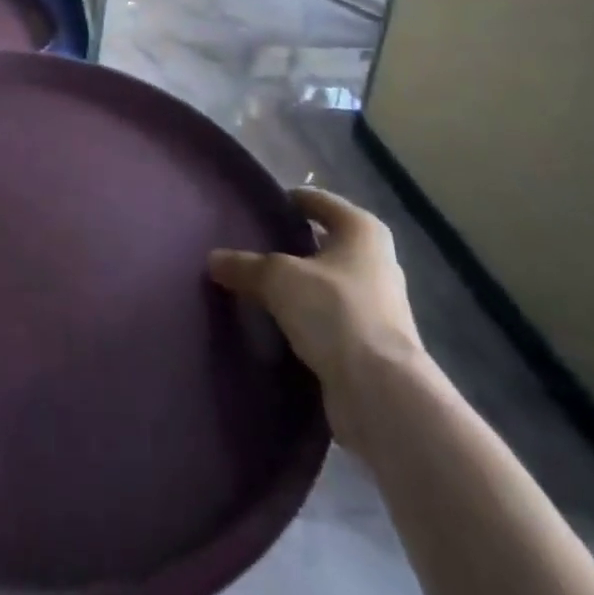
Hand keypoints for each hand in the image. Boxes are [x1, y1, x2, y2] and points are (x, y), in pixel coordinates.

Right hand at [209, 186, 426, 450]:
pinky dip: (307, 320)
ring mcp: (379, 306)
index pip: (319, 201)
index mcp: (362, 230)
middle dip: (292, 246)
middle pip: (325, 243)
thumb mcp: (278, 278)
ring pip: (327, 283)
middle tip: (252, 248)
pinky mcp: (372, 345)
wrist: (380, 393)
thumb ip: (245, 265)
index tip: (258, 208)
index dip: (289, 201)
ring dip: (299, 286)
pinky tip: (276, 324)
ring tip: (257, 287)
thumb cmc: (335, 311)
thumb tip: (213, 259)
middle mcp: (376, 261)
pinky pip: (330, 319)